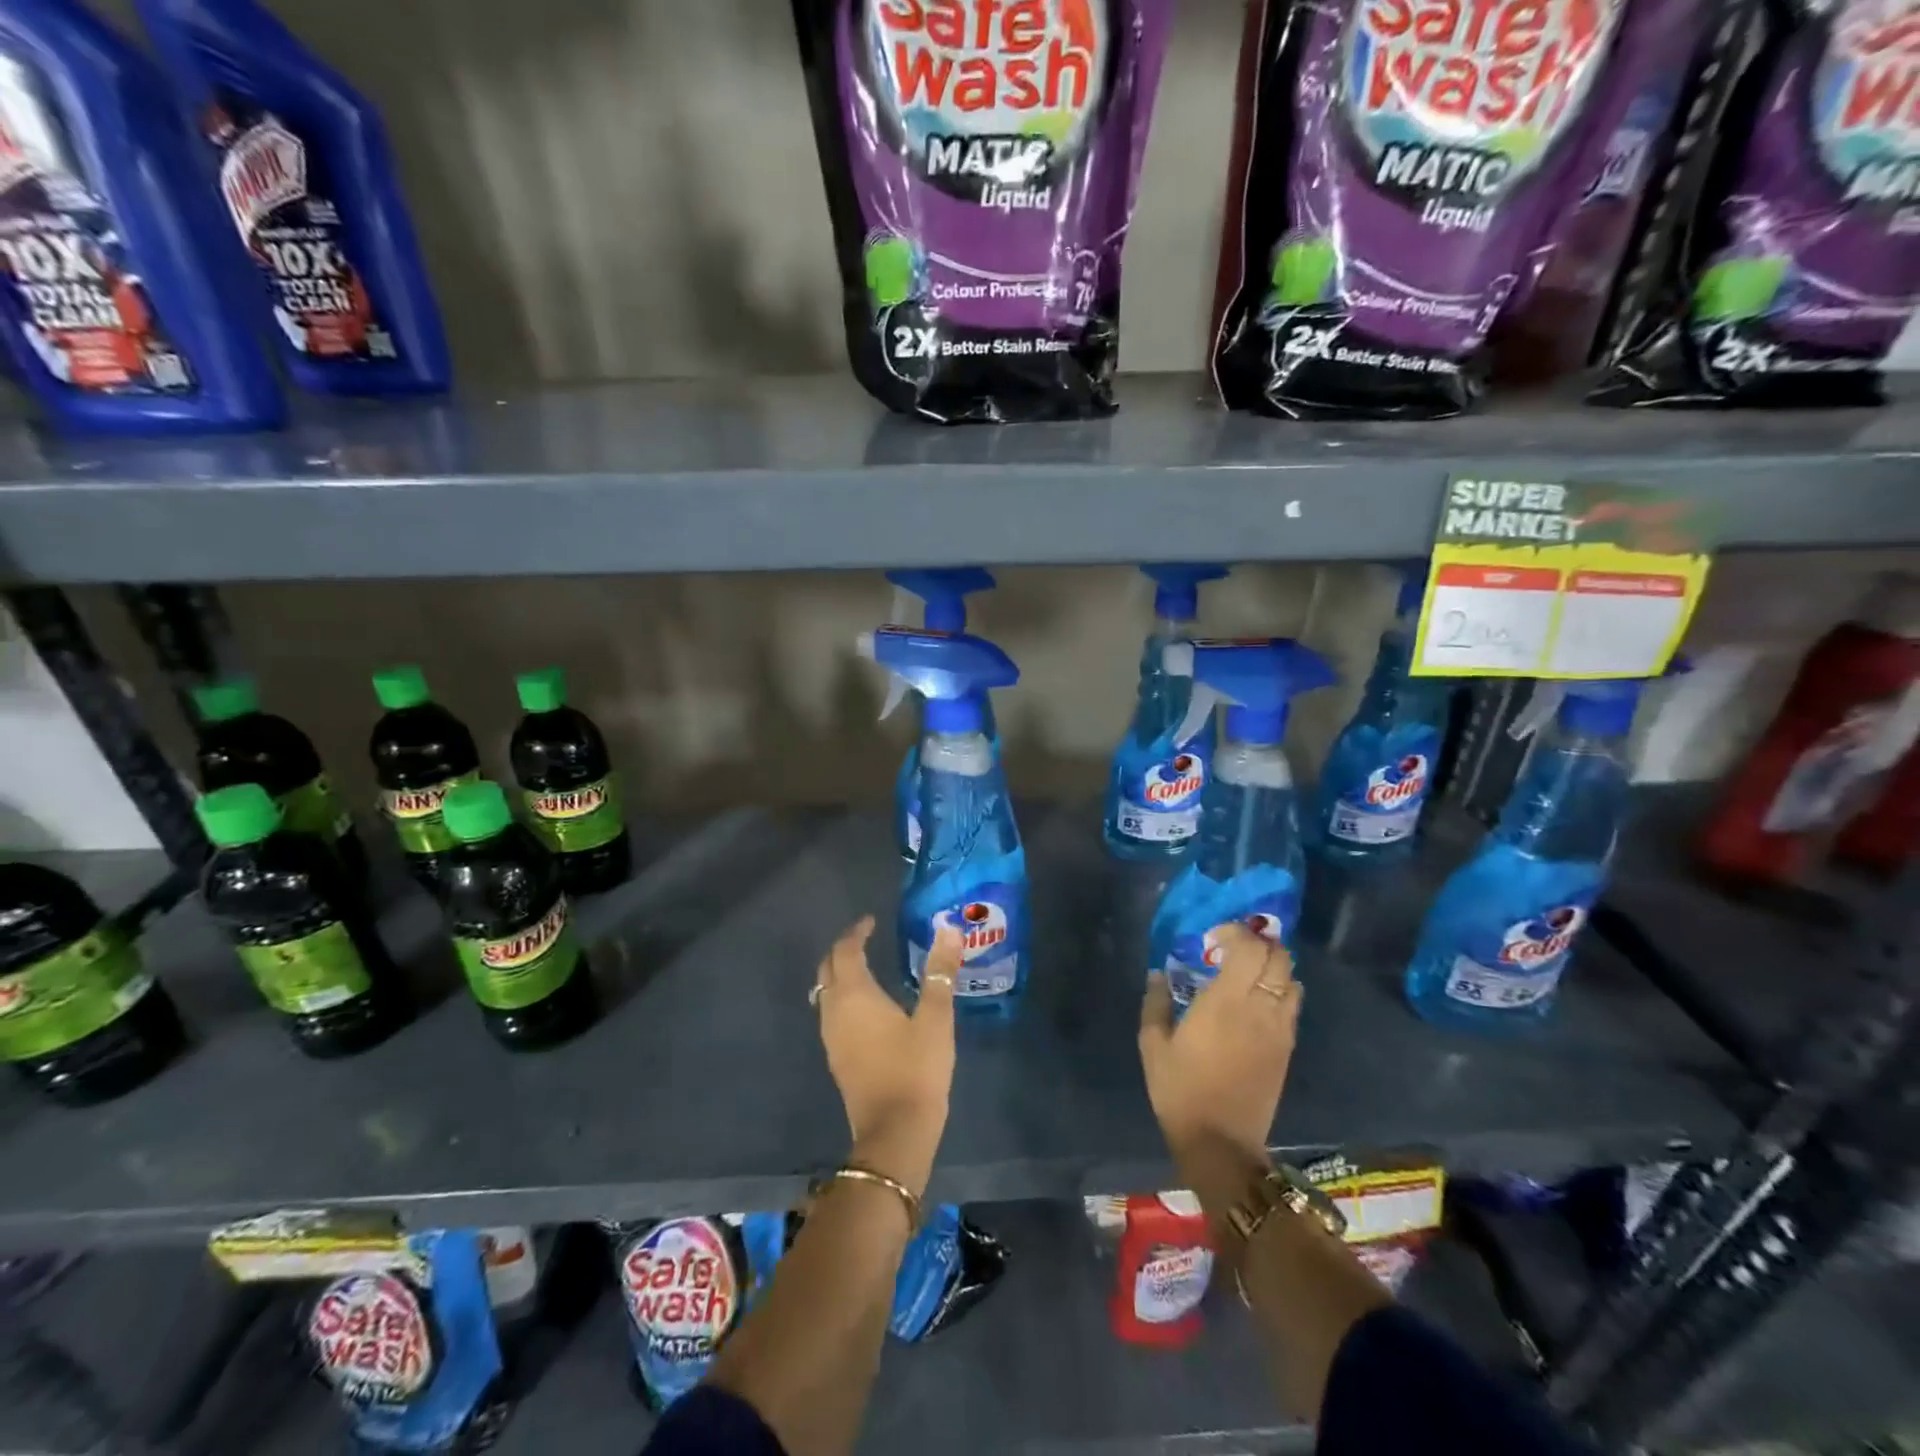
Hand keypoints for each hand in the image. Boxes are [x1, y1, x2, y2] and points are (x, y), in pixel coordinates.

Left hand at [813, 916, 960, 1197]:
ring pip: (825, 993)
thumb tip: (948, 929)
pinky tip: (866, 1007)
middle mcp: (834, 1011)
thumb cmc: (916, 1069)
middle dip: (843, 950)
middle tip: (864, 939)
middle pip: (828, 970)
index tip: (871, 922)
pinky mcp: (837, 1058)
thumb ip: (940, 972)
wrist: (894, 1133)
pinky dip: (843, 998)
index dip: (856, 932)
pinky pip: (831, 1014)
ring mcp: (831, 1038)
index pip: (845, 951)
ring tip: (865, 967)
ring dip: (839, 975)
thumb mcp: (936, 1018)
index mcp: (855, 995)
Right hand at [1139, 924, 1302, 1171]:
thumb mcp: (1153, 1044)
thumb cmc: (1180, 1090)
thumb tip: (1158, 974)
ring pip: (1291, 978)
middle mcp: (1259, 1008)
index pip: (1249, 948)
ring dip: (1272, 966)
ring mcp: (1279, 1029)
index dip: (1235, 933)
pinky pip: (1292, 1004)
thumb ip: (1155, 1002)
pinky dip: (1280, 989)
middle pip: (1278, 957)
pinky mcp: (1287, 1048)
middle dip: (1257, 944)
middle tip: (1231, 950)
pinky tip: (1256, 1000)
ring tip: (1247, 972)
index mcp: (1226, 1001)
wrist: (1221, 1142)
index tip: (1212, 940)